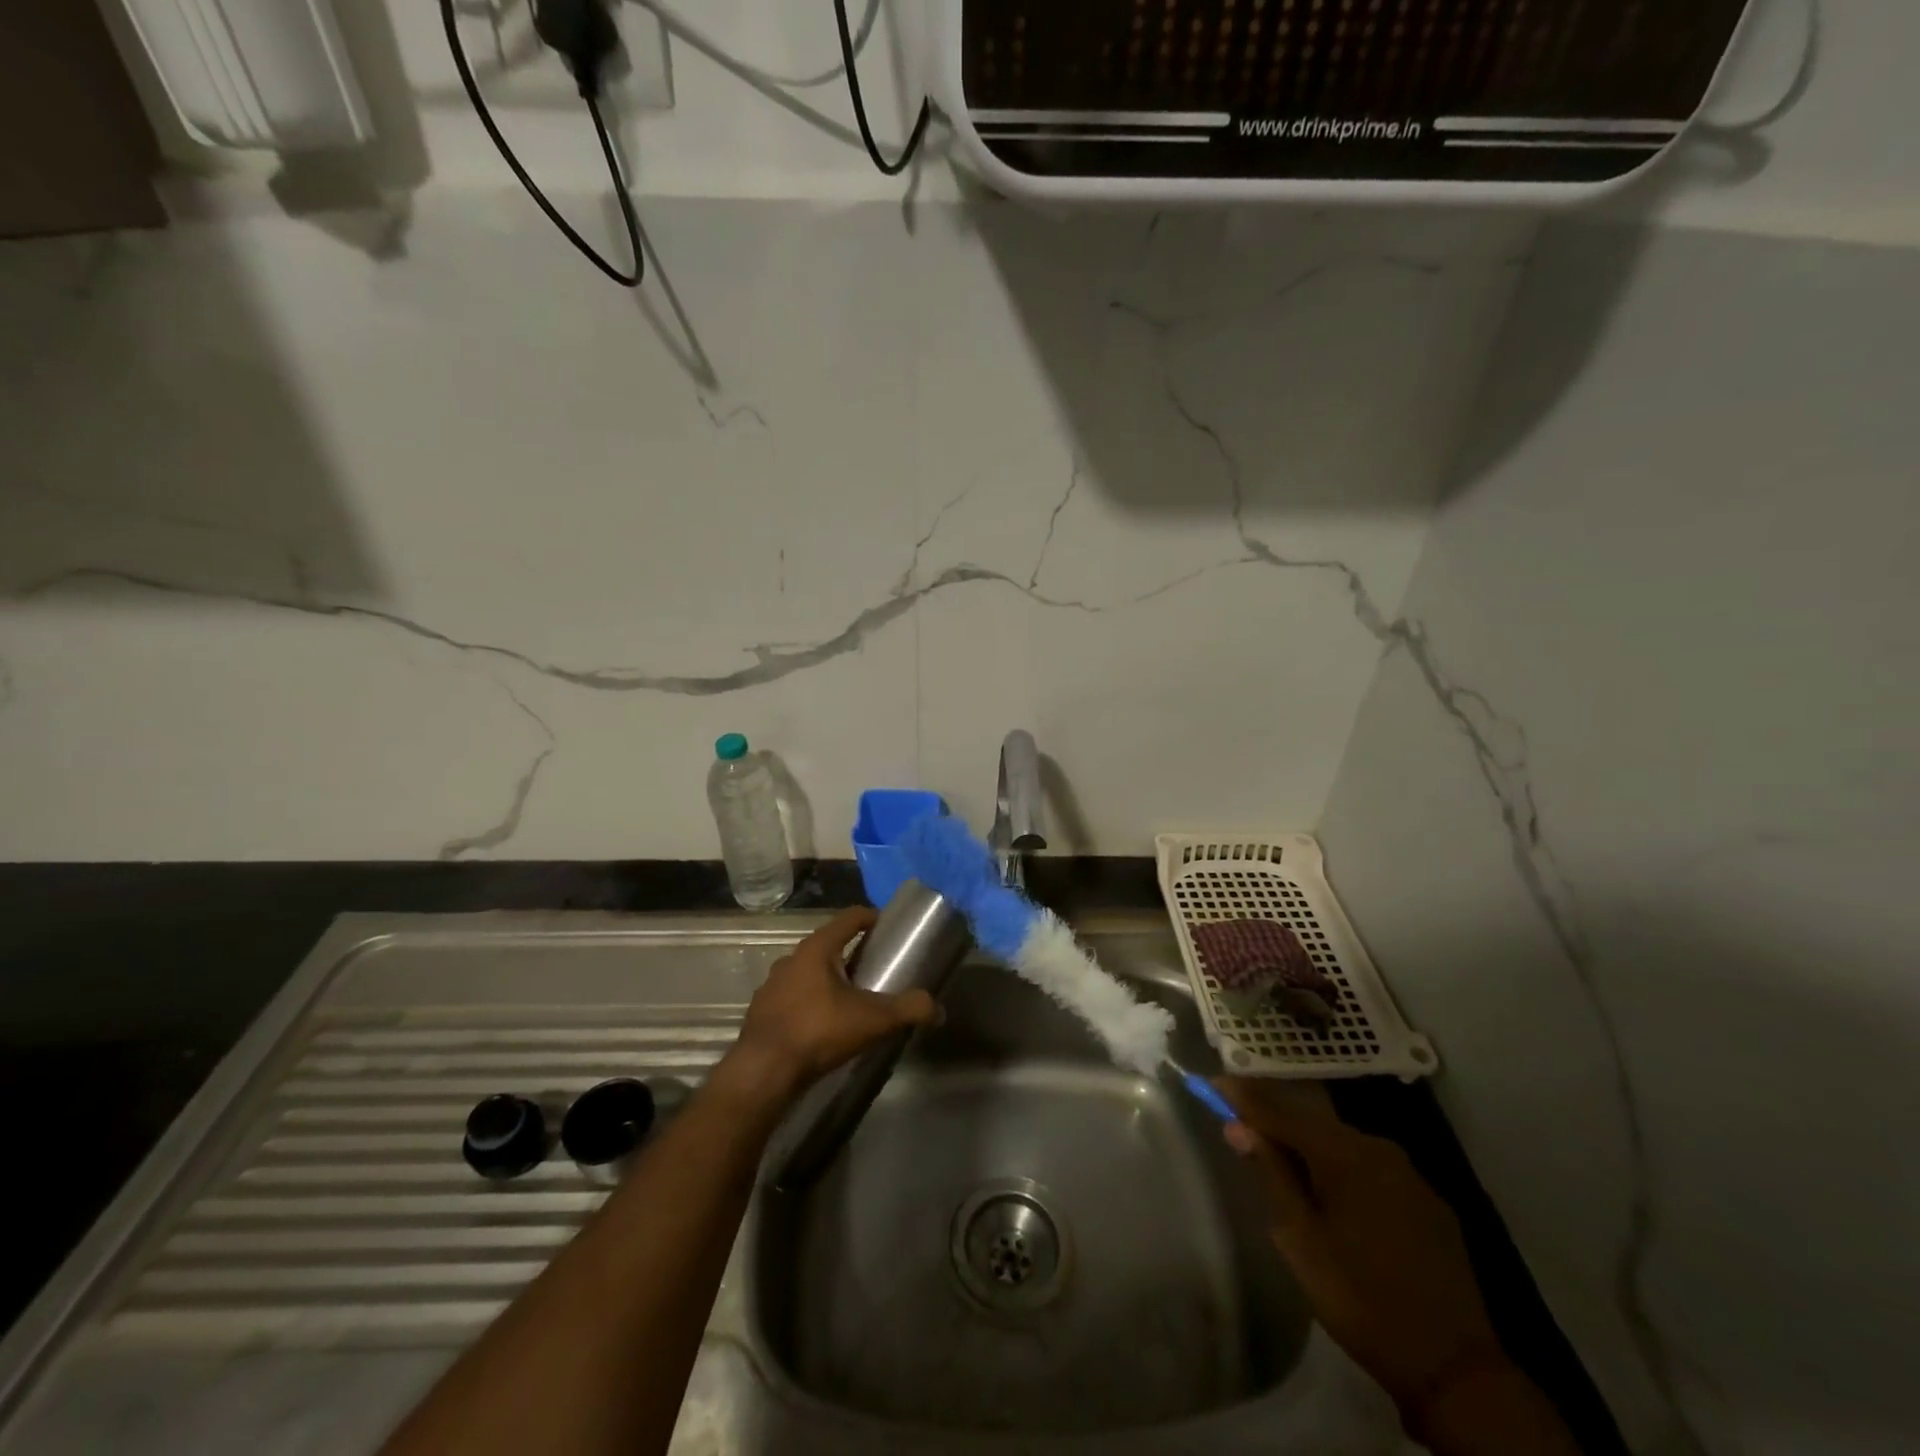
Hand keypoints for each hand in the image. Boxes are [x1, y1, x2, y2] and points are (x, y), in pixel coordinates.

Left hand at [718, 908, 939, 1107]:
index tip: (889, 929)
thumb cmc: (819, 1031)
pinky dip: (811, 1005)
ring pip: (809, 974)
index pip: (850, 918)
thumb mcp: (873, 1020)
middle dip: (853, 956)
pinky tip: (823, 1027)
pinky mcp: (762, 1012)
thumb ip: (908, 1009)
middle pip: (829, 946)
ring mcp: (772, 985)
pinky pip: (793, 999)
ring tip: (851, 1003)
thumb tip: (937, 1008)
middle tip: (876, 972)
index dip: (872, 918)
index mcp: (817, 948)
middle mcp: (791, 959)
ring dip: (830, 982)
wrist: (763, 1072)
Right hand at [1217, 1079, 1510, 1419]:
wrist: (1456, 1370)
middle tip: (1242, 1118)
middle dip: (1276, 1116)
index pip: (1281, 1111)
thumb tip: (1238, 1126)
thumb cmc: (1362, 1299)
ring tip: (1282, 1152)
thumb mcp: (1301, 1241)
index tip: (1213, 1083)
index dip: (1244, 1098)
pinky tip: (1332, 1186)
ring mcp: (1409, 1174)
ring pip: (1344, 1143)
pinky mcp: (1429, 1201)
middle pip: (1313, 1121)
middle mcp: (1378, 1148)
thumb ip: (1270, 1176)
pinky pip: (1372, 1167)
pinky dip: (1342, 1165)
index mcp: (1343, 1154)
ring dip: (1310, 1142)